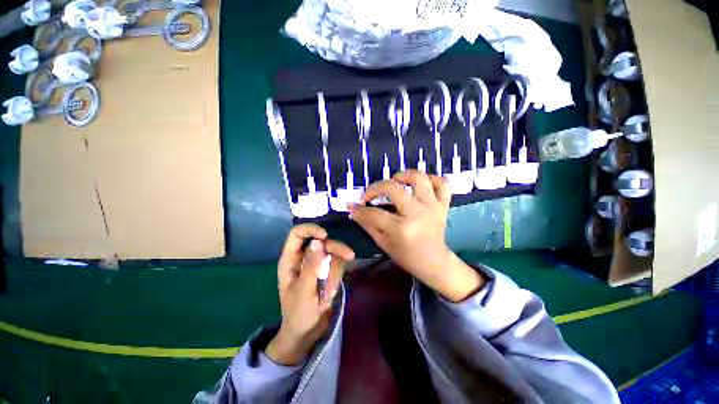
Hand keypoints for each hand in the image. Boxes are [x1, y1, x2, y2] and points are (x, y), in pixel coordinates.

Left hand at [266, 224, 354, 364]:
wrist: (307, 333)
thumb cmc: (298, 314)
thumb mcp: (304, 291)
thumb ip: (311, 266)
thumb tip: (318, 242)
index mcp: (291, 260)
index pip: (298, 234)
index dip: (311, 229)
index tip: (325, 235)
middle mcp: (304, 258)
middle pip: (322, 241)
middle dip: (335, 249)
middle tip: (350, 255)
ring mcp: (317, 264)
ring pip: (333, 253)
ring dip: (335, 271)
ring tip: (329, 292)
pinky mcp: (327, 270)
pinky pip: (337, 264)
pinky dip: (336, 277)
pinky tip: (331, 293)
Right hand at [348, 170, 484, 301]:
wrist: (435, 262)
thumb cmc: (407, 256)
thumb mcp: (384, 244)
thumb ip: (368, 224)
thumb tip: (354, 210)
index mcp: (401, 228)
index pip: (374, 213)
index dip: (360, 209)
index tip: (353, 206)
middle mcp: (417, 213)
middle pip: (393, 188)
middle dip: (375, 188)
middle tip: (370, 194)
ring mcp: (433, 207)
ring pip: (419, 178)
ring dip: (404, 175)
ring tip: (395, 181)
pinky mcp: (443, 205)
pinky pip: (442, 184)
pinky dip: (431, 179)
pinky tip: (420, 184)